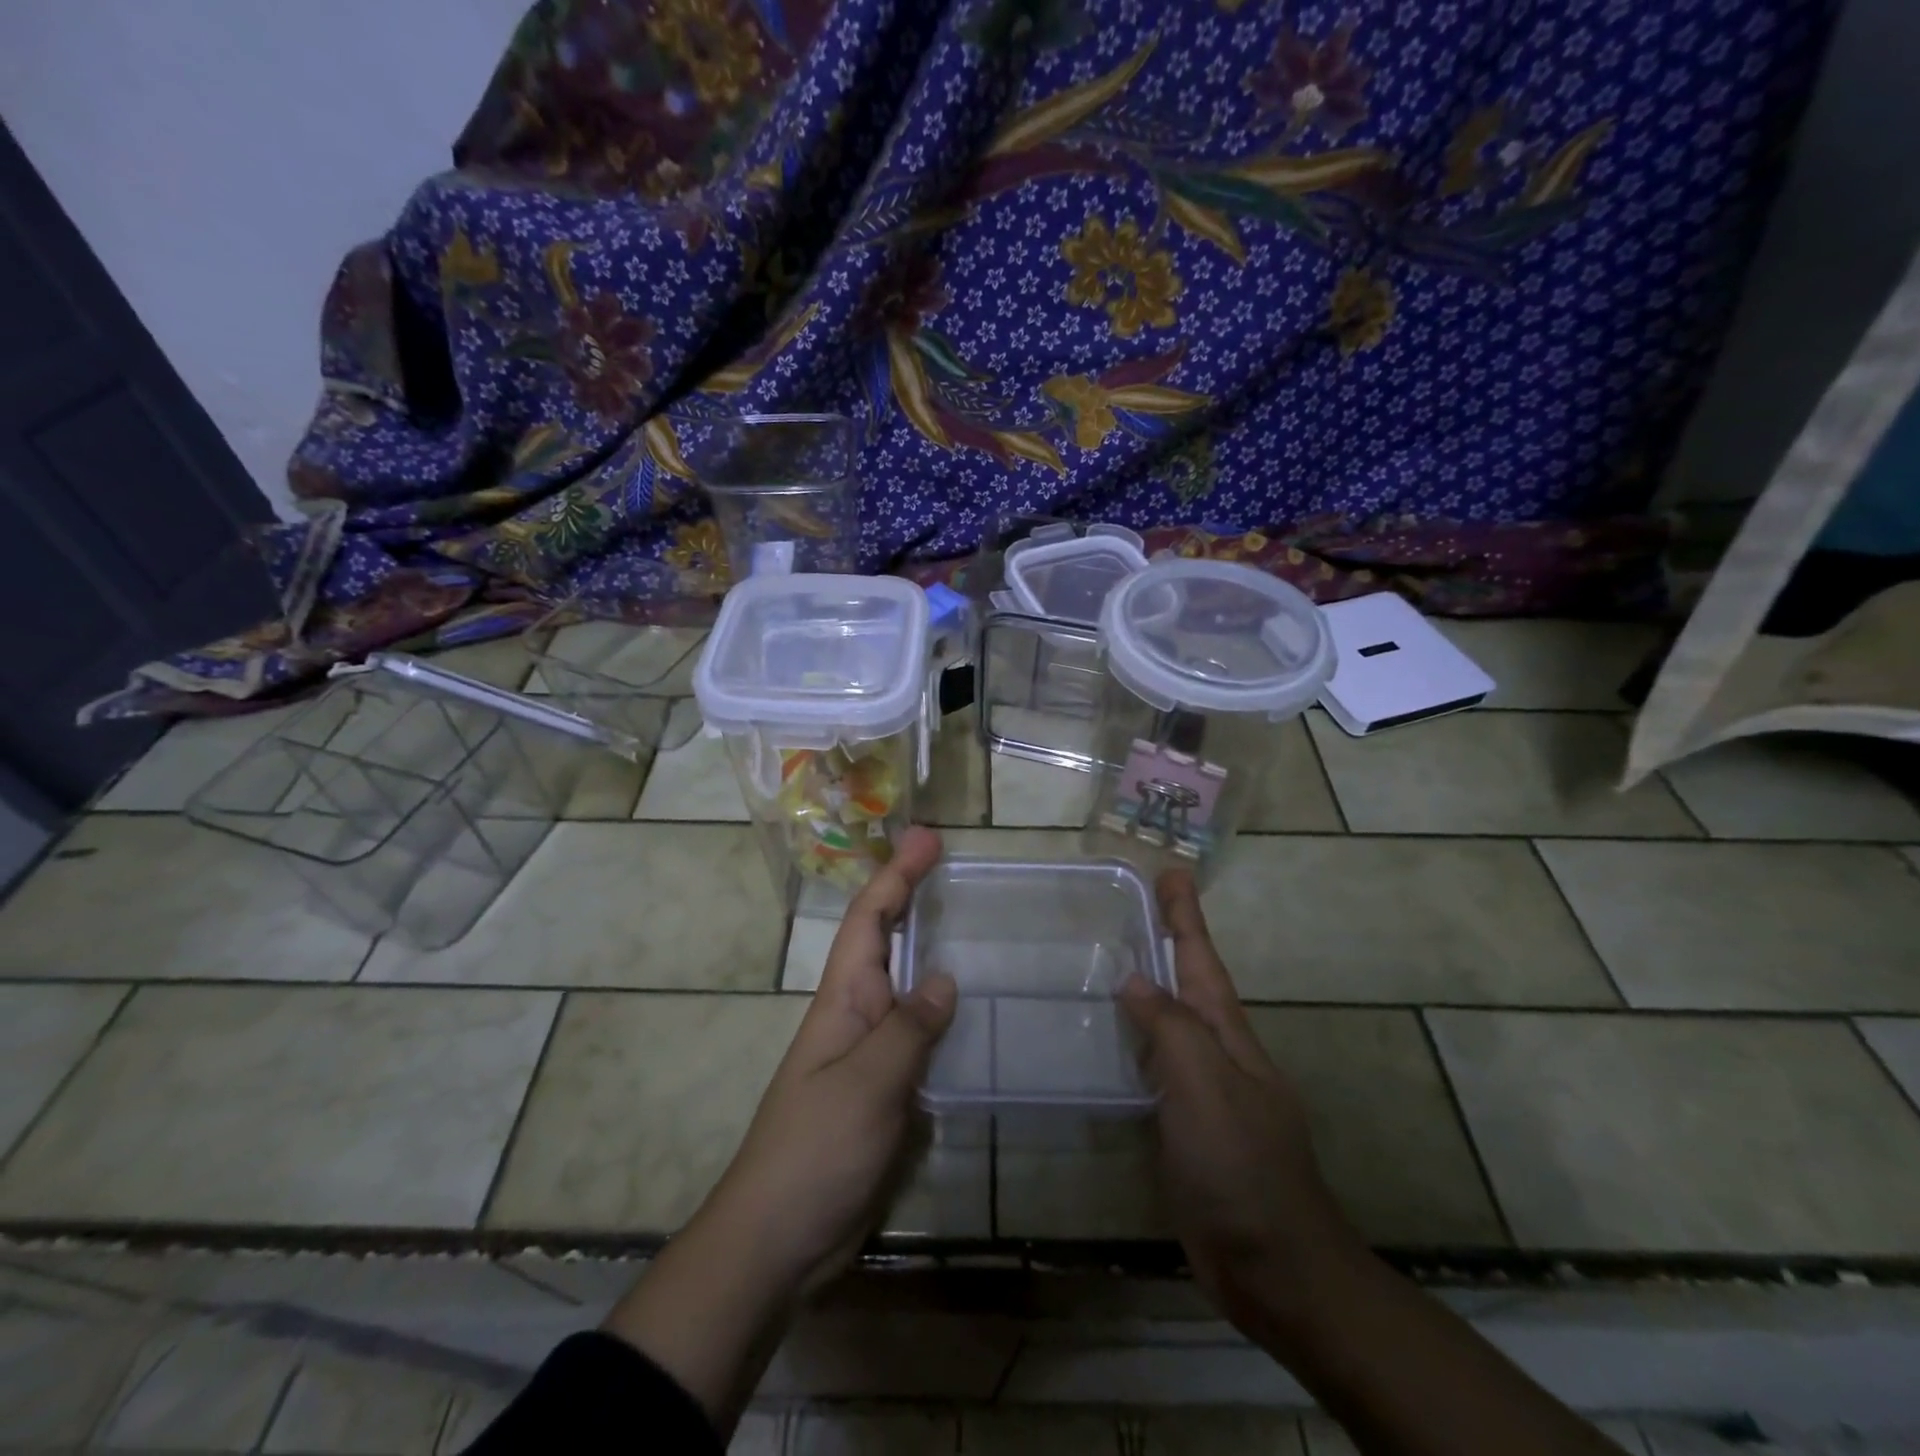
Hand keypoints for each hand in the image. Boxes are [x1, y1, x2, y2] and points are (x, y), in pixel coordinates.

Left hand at [700, 825, 956, 1292]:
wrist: (778, 1239)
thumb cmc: (815, 1150)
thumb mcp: (867, 1085)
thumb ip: (909, 1029)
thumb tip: (945, 978)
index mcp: (843, 998)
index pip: (869, 919)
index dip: (896, 874)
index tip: (927, 838)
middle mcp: (857, 1013)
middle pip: (886, 940)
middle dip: (913, 895)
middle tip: (955, 864)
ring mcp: (870, 1051)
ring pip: (906, 983)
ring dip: (931, 946)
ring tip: (973, 921)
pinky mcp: (886, 1088)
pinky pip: (919, 1032)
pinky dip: (943, 1008)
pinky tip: (975, 1010)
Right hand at [1119, 870, 1363, 1334]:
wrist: (1275, 1267)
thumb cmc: (1241, 1167)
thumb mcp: (1206, 1086)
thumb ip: (1170, 1028)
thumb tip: (1135, 978)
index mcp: (1228, 1035)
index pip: (1201, 960)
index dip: (1186, 916)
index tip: (1172, 871)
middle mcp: (1218, 1054)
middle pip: (1189, 984)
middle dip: (1170, 940)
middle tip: (1139, 904)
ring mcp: (1204, 1091)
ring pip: (1171, 1023)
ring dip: (1152, 986)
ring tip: (1118, 958)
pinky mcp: (1186, 1127)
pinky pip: (1156, 1066)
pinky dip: (1137, 1039)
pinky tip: (1115, 1040)